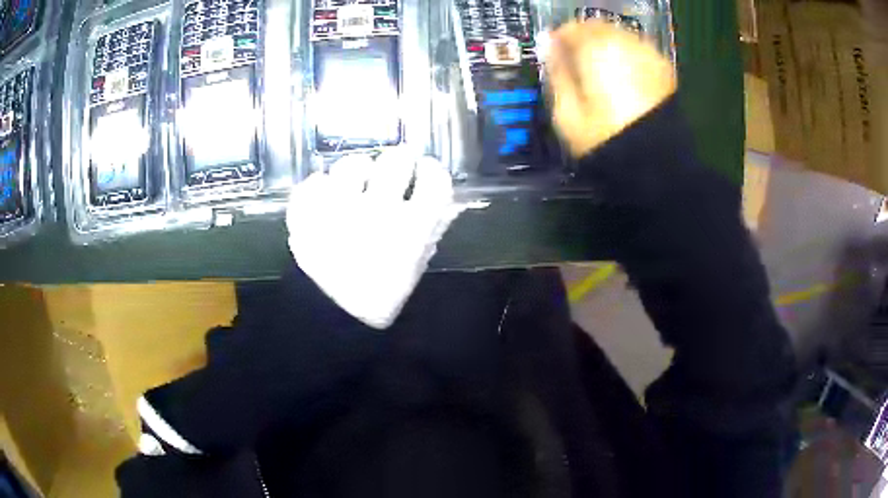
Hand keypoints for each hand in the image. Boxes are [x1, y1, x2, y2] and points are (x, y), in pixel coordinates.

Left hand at [286, 151, 462, 328]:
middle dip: (400, 160)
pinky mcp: (306, 215)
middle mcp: (376, 212)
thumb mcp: (416, 265)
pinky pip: (312, 184)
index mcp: (410, 230)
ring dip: (357, 169)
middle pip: (396, 161)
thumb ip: (433, 231)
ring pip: (351, 165)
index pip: (435, 180)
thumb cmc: (382, 295)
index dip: (433, 170)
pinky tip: (325, 195)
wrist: (335, 318)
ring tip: (356, 180)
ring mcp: (336, 211)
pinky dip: (318, 186)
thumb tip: (448, 204)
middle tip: (395, 166)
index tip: (426, 170)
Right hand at [546, 21, 676, 157]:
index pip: (570, 29)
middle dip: (583, 38)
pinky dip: (626, 55)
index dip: (558, 38)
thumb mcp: (567, 113)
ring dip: (605, 44)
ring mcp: (647, 55)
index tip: (554, 50)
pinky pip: (638, 50)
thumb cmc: (607, 139)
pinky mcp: (663, 70)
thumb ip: (557, 75)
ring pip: (619, 35)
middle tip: (576, 58)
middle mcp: (623, 44)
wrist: (656, 162)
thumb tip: (550, 52)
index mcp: (595, 51)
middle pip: (597, 27)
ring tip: (599, 67)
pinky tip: (623, 74)